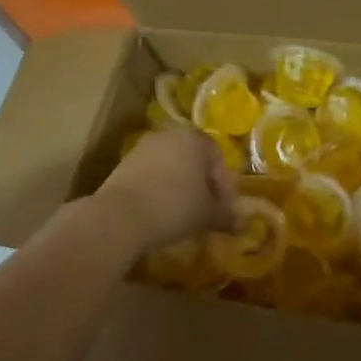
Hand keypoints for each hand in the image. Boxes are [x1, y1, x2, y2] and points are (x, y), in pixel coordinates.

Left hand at [97, 128, 237, 254]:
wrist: (119, 216)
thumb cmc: (174, 207)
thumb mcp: (207, 215)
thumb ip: (225, 216)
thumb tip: (240, 224)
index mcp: (194, 138)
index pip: (217, 158)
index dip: (224, 186)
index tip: (224, 210)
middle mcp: (169, 135)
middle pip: (193, 159)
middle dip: (202, 185)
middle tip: (206, 210)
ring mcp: (143, 147)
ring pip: (171, 166)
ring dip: (180, 187)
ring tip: (183, 214)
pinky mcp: (123, 164)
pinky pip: (151, 175)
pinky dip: (159, 189)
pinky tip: (160, 212)